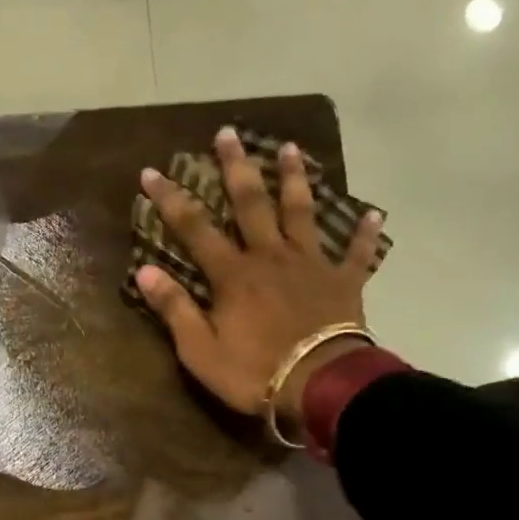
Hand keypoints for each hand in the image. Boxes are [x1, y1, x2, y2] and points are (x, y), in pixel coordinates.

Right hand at [134, 128, 384, 433]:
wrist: (319, 385)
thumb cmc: (254, 372)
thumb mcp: (200, 350)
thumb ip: (175, 309)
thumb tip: (144, 270)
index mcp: (233, 275)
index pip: (194, 228)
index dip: (171, 200)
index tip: (152, 172)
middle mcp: (271, 257)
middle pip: (251, 203)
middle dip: (235, 167)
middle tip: (227, 134)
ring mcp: (311, 265)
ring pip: (302, 212)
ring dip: (294, 179)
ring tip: (289, 148)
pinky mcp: (344, 282)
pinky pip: (357, 253)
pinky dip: (365, 234)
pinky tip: (374, 214)